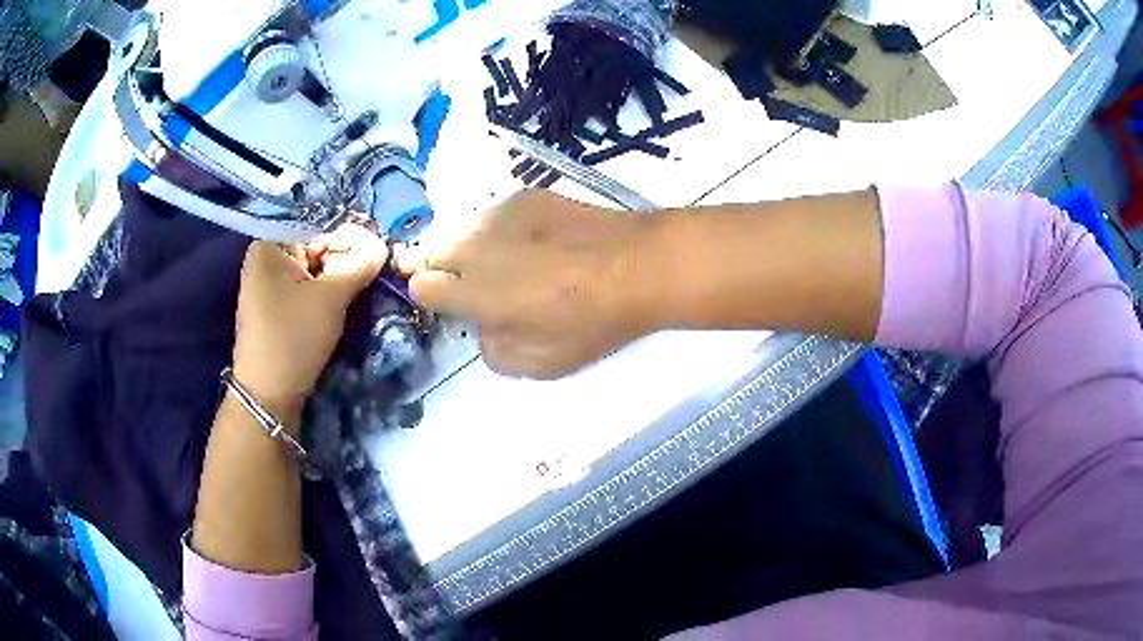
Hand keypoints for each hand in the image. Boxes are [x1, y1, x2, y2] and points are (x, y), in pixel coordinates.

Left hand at [233, 224, 388, 413]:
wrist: (269, 395)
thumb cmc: (293, 337)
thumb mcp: (331, 296)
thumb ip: (360, 263)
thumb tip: (383, 244)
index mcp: (269, 245)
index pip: (317, 226)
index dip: (348, 239)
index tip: (372, 258)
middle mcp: (265, 259)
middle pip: (314, 247)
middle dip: (342, 261)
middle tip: (366, 278)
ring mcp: (267, 286)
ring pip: (313, 270)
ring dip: (336, 280)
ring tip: (354, 295)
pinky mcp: (274, 309)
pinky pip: (305, 289)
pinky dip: (324, 295)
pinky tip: (336, 309)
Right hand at [402, 190, 659, 378]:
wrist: (638, 266)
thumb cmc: (590, 322)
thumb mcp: (538, 363)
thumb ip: (492, 348)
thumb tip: (484, 325)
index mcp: (472, 291)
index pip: (421, 287)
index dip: (433, 297)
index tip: (452, 303)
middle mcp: (473, 245)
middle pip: (429, 251)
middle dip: (439, 267)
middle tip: (471, 282)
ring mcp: (498, 213)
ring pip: (459, 228)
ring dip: (467, 245)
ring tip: (503, 260)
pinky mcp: (524, 195)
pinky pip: (493, 214)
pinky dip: (498, 229)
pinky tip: (531, 240)